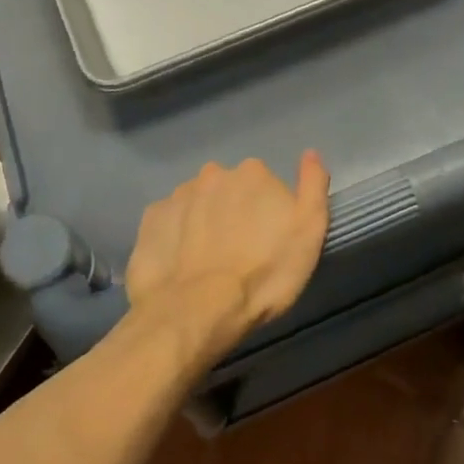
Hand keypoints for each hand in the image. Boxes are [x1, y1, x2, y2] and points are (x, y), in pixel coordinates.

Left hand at [123, 153, 330, 360]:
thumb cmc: (263, 274)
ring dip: (203, 223)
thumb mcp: (309, 232)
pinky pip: (169, 222)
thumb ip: (313, 186)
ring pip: (197, 204)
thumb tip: (311, 153)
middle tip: (239, 252)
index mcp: (253, 173)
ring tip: (208, 262)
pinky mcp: (150, 220)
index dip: (267, 212)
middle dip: (233, 213)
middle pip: (228, 190)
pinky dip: (175, 237)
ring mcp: (177, 195)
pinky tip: (181, 264)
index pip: (264, 184)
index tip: (267, 240)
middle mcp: (213, 174)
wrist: (196, 311)